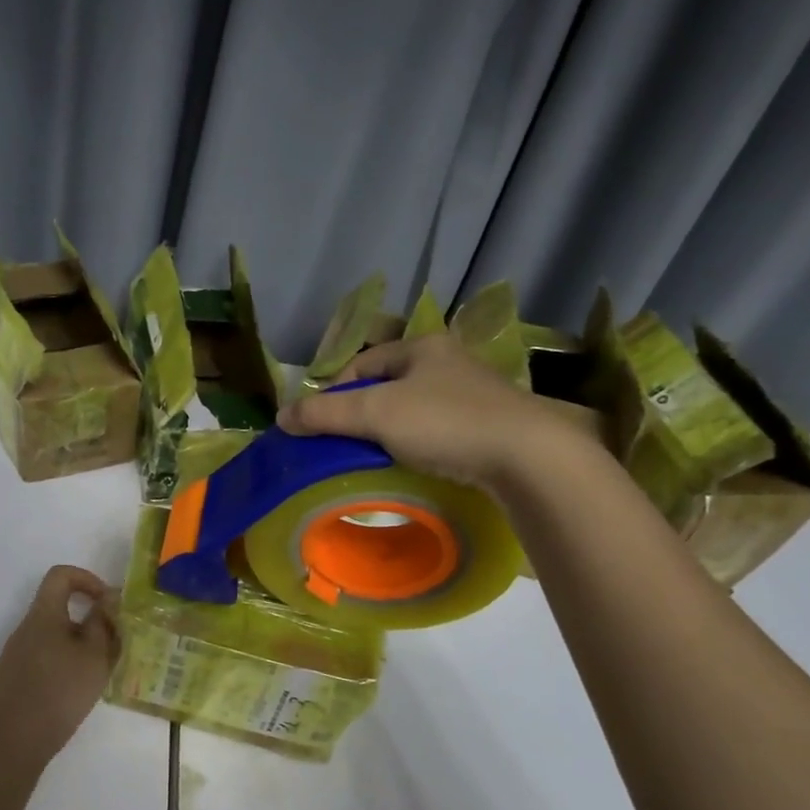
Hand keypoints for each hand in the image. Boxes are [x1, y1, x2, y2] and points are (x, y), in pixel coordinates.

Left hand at [0, 565, 120, 769]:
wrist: (13, 743)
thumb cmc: (59, 692)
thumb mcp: (94, 656)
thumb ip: (103, 623)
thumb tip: (107, 600)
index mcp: (43, 615)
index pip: (60, 575)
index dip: (87, 579)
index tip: (107, 603)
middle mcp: (25, 628)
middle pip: (58, 607)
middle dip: (89, 618)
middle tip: (112, 643)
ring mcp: (15, 655)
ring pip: (53, 635)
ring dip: (78, 644)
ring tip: (99, 670)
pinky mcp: (13, 679)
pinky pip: (44, 657)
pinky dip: (64, 663)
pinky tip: (77, 691)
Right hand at [277, 333, 560, 490]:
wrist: (529, 456)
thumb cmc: (446, 422)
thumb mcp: (376, 413)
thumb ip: (326, 414)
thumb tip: (281, 417)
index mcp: (422, 346)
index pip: (362, 362)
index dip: (334, 390)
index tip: (320, 423)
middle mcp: (448, 361)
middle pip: (387, 384)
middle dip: (361, 411)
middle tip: (344, 442)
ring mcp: (473, 392)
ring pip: (413, 408)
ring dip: (389, 429)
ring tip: (374, 456)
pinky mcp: (489, 424)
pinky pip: (437, 428)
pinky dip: (418, 443)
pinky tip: (415, 463)